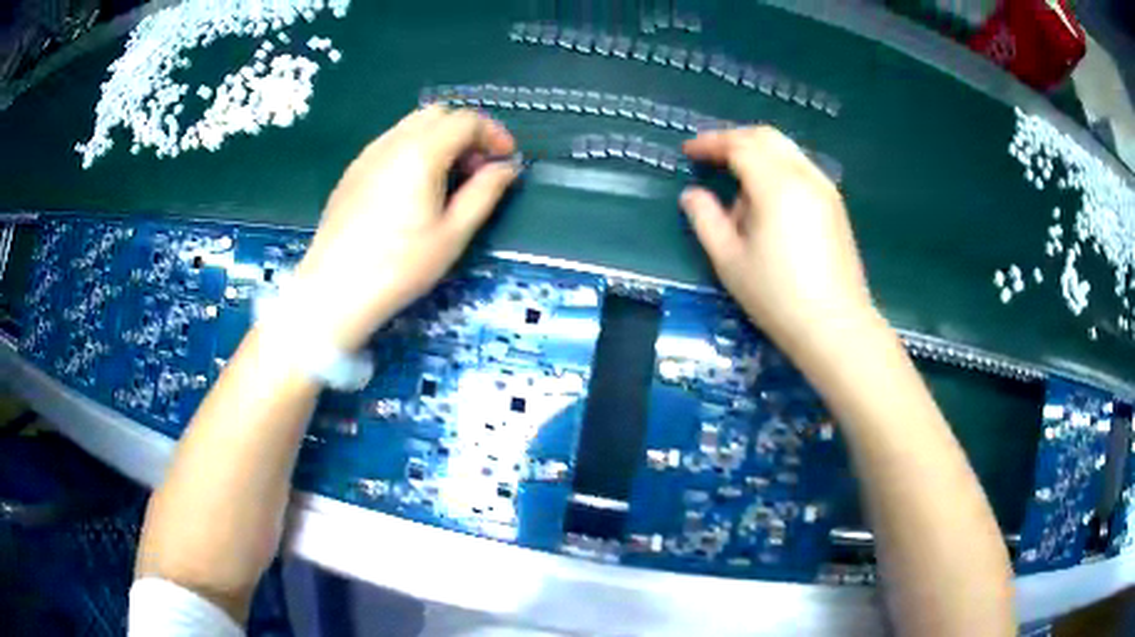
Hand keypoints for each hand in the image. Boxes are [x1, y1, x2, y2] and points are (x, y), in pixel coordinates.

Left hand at [292, 106, 518, 350]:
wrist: (335, 289)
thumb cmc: (400, 266)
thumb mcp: (453, 233)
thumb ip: (485, 192)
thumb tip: (507, 168)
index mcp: (421, 151)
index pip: (466, 120)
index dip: (494, 134)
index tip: (507, 160)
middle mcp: (392, 141)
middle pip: (438, 114)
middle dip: (466, 132)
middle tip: (478, 169)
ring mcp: (368, 154)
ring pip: (412, 125)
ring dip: (440, 139)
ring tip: (448, 179)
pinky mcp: (353, 171)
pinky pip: (391, 143)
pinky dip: (415, 150)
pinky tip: (415, 188)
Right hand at [680, 126, 877, 350]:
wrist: (835, 327)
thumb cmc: (777, 297)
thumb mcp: (729, 261)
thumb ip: (706, 219)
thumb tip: (692, 194)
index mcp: (776, 185)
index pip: (739, 145)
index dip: (711, 143)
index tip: (688, 151)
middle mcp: (804, 176)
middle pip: (766, 137)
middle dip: (734, 140)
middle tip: (710, 157)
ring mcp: (825, 189)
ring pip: (786, 150)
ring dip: (757, 154)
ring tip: (736, 183)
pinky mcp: (835, 205)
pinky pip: (801, 168)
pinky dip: (777, 168)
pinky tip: (767, 199)